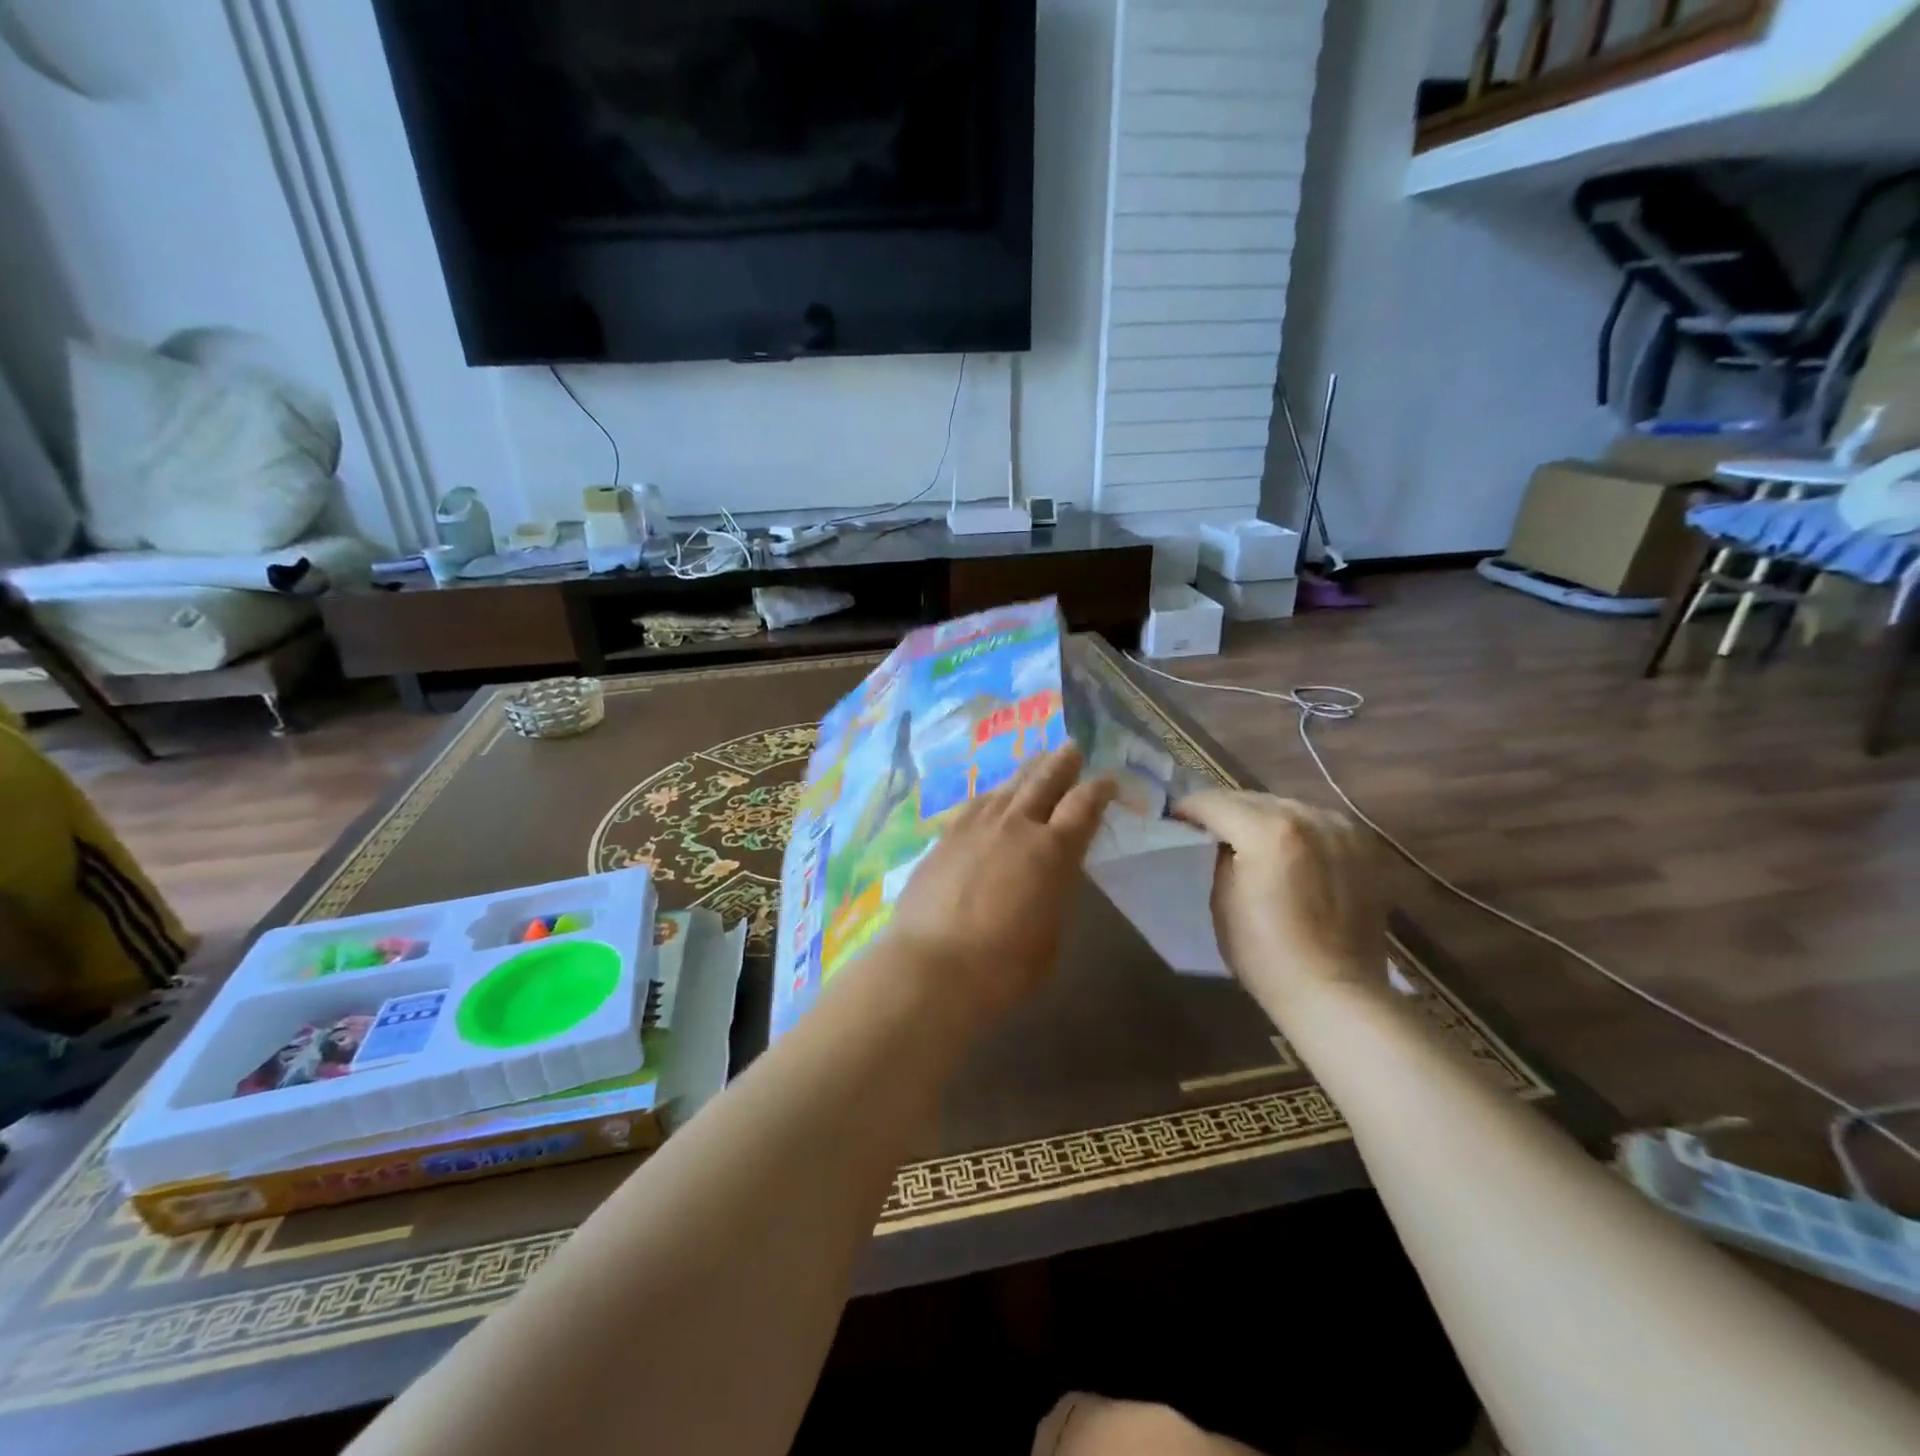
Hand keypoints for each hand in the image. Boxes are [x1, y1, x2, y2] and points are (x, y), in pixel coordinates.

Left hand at [881, 746, 1114, 1021]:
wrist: (933, 967)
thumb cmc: (1004, 966)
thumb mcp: (1051, 934)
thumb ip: (1055, 892)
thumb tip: (1051, 874)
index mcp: (1053, 850)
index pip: (1084, 806)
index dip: (1099, 789)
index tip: (1107, 780)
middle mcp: (1016, 826)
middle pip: (1043, 781)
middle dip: (1061, 763)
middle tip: (1072, 748)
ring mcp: (976, 826)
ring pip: (1007, 787)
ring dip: (1026, 772)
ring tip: (1036, 761)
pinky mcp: (945, 836)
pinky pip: (976, 803)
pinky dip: (992, 794)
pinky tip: (992, 794)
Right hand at [1172, 793, 1384, 1016]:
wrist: (1336, 992)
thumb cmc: (1265, 954)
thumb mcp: (1222, 899)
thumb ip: (1220, 855)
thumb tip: (1222, 838)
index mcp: (1268, 831)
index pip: (1214, 802)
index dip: (1188, 809)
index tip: (1175, 819)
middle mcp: (1307, 817)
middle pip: (1250, 798)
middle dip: (1224, 810)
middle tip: (1205, 829)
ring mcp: (1340, 828)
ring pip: (1285, 805)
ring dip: (1260, 816)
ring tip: (1246, 838)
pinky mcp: (1362, 845)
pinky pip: (1315, 821)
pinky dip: (1294, 828)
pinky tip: (1286, 850)